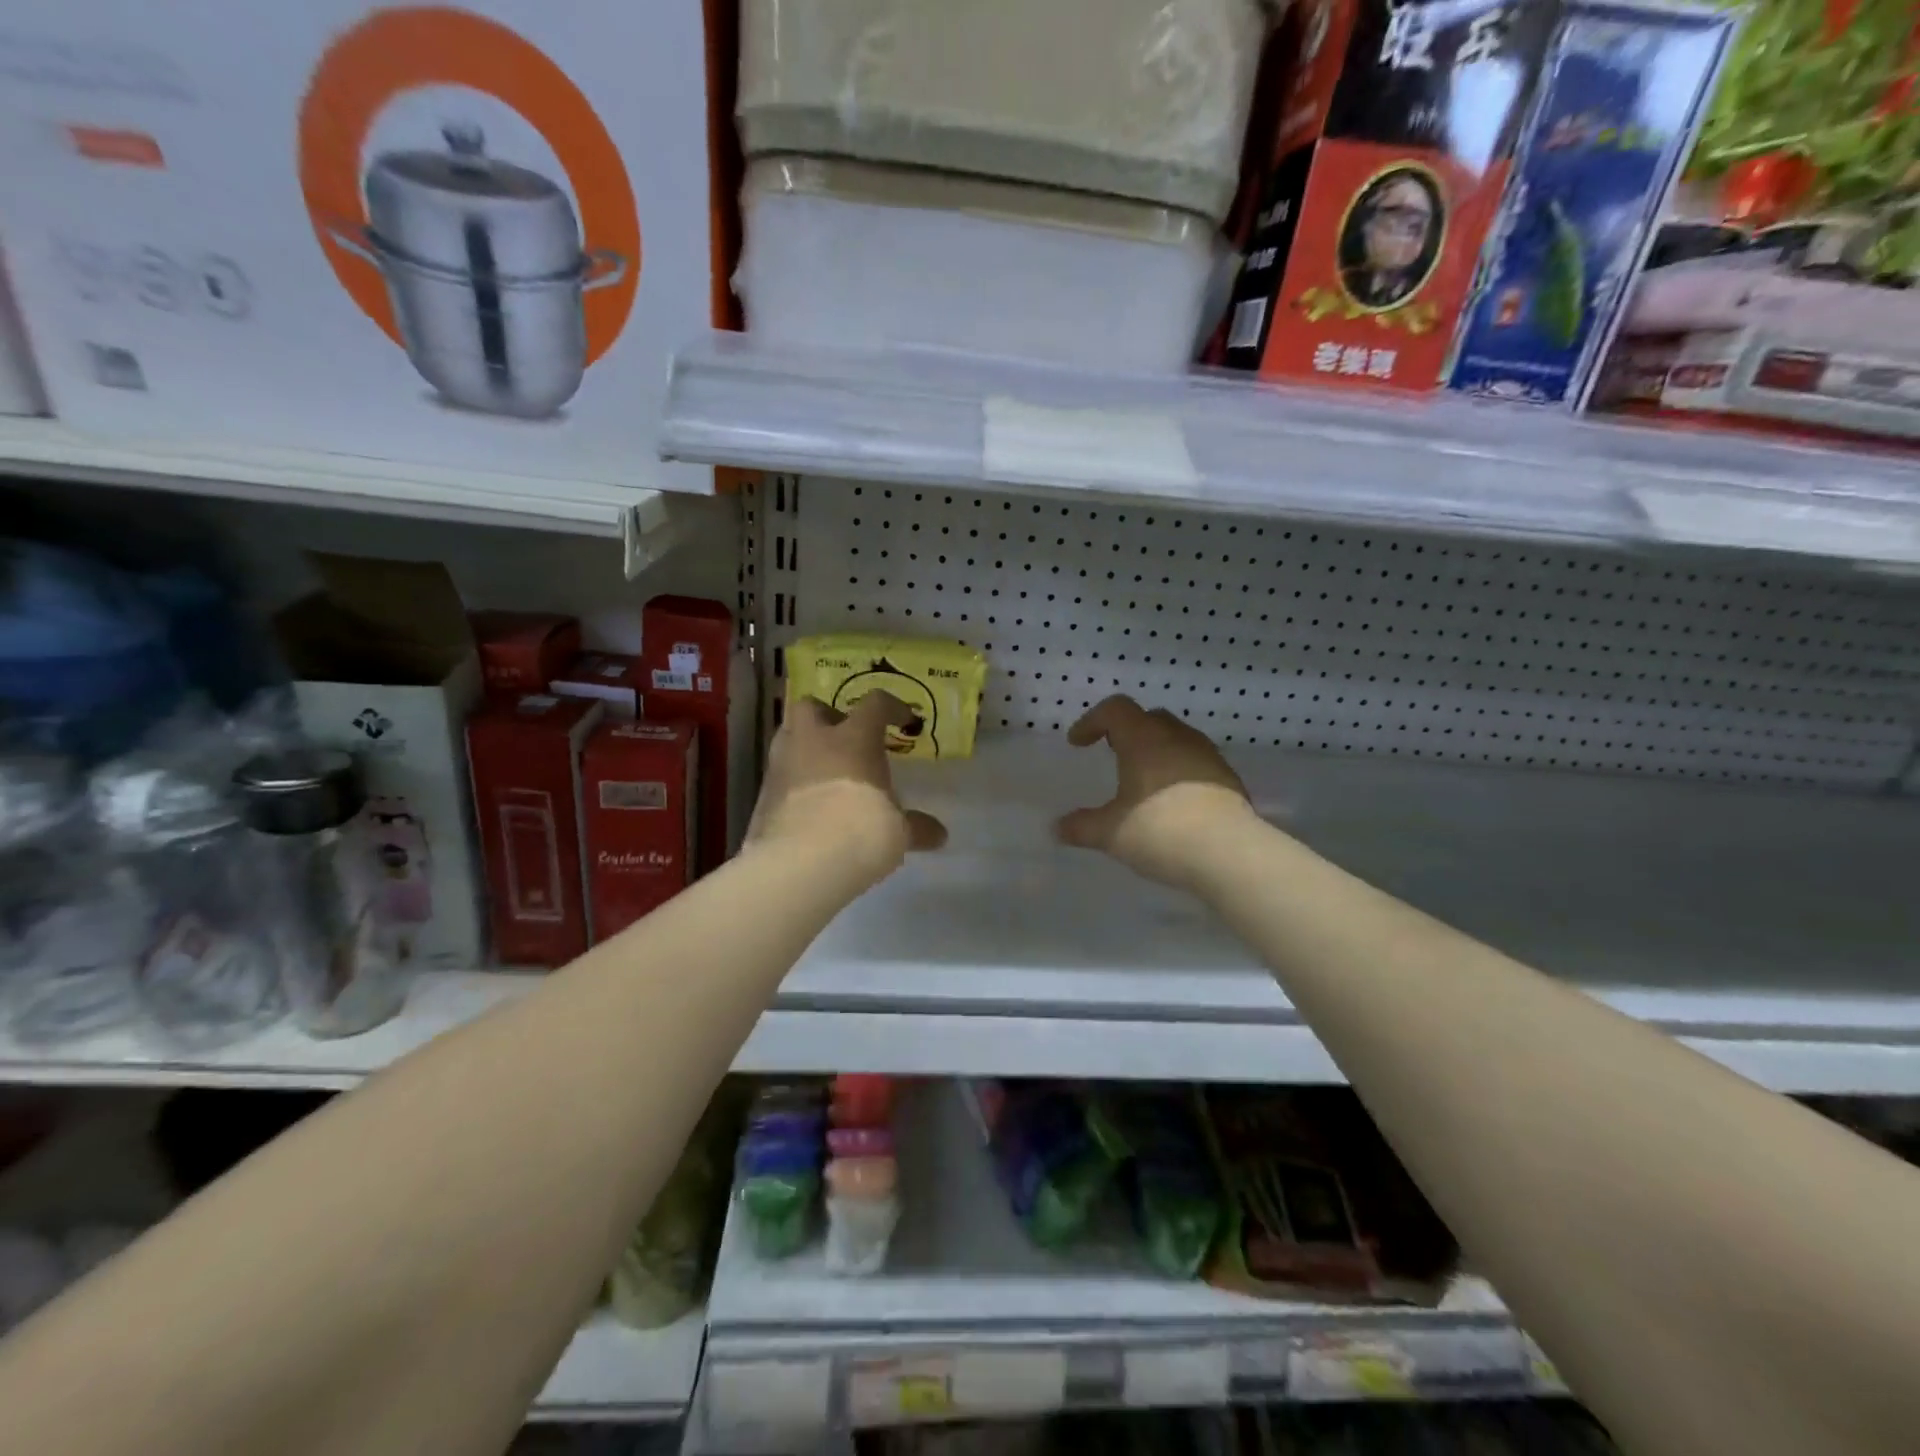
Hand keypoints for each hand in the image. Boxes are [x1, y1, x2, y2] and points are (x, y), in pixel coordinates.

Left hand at [747, 691, 946, 882]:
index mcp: (854, 739)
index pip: (874, 704)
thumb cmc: (863, 830)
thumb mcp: (898, 831)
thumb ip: (917, 827)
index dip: (891, 707)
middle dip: (826, 716)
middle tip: (843, 738)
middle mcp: (813, 742)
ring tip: (824, 772)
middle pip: (811, 706)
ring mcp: (782, 765)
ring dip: (804, 747)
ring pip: (787, 737)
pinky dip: (792, 783)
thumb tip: (939, 835)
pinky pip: (778, 776)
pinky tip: (807, 806)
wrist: (804, 860)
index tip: (902, 721)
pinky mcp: (762, 795)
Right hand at [1055, 695, 1254, 887]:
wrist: (1229, 853)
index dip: (1092, 721)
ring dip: (1156, 750)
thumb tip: (1057, 828)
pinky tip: (1173, 802)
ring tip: (1144, 779)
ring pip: (1177, 739)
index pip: (1115, 709)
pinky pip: (1197, 763)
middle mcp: (1177, 738)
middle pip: (1149, 718)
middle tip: (1113, 753)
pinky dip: (1179, 772)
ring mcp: (1208, 756)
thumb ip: (1081, 827)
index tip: (1078, 743)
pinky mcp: (1229, 779)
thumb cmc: (1160, 831)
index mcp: (1144, 739)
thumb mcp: (1110, 833)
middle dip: (1127, 731)